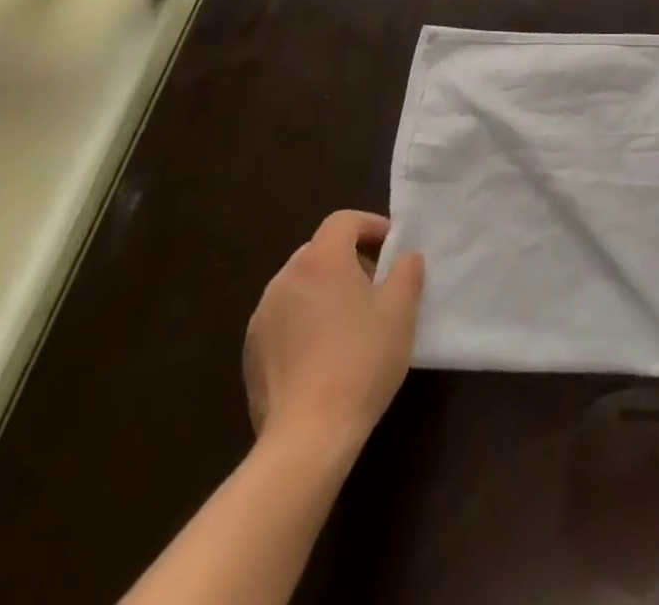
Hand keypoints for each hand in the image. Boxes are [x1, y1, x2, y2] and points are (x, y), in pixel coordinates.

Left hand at [243, 211, 423, 470]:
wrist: (307, 437)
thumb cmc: (361, 361)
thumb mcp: (401, 311)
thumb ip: (407, 272)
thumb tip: (405, 258)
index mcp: (320, 262)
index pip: (343, 221)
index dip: (370, 225)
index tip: (392, 247)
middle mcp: (284, 280)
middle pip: (319, 251)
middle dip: (349, 259)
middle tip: (376, 285)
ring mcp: (262, 318)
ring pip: (299, 286)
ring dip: (325, 290)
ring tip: (351, 321)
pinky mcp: (251, 353)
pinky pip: (284, 319)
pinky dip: (305, 320)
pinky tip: (324, 353)